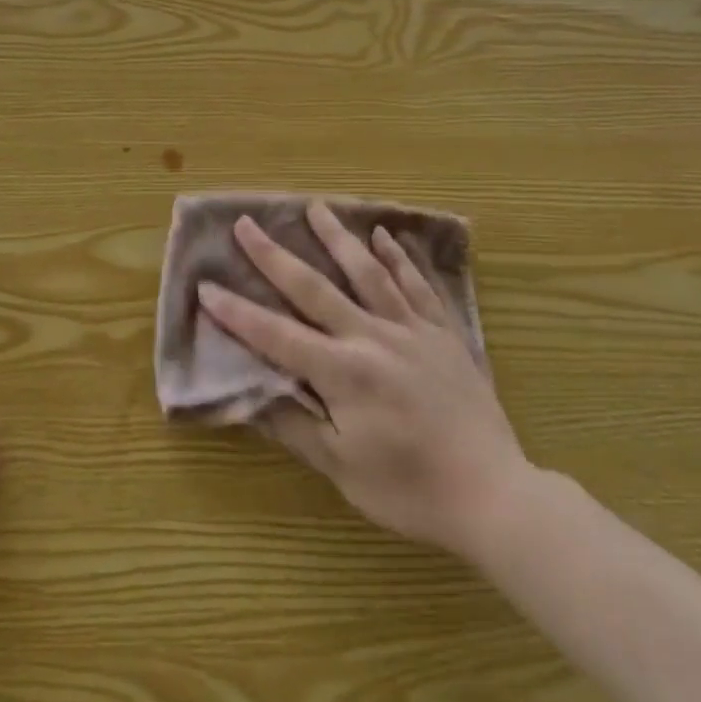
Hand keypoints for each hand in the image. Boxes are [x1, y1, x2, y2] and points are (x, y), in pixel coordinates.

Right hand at [199, 205, 531, 560]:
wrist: (493, 494)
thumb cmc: (410, 489)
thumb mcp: (342, 469)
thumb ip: (295, 427)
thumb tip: (251, 398)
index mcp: (342, 372)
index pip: (276, 335)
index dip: (238, 313)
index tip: (207, 287)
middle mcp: (372, 338)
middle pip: (315, 288)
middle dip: (274, 256)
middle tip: (247, 223)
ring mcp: (411, 330)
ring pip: (368, 272)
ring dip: (338, 237)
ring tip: (315, 207)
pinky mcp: (443, 333)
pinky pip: (418, 285)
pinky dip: (400, 258)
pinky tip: (385, 235)